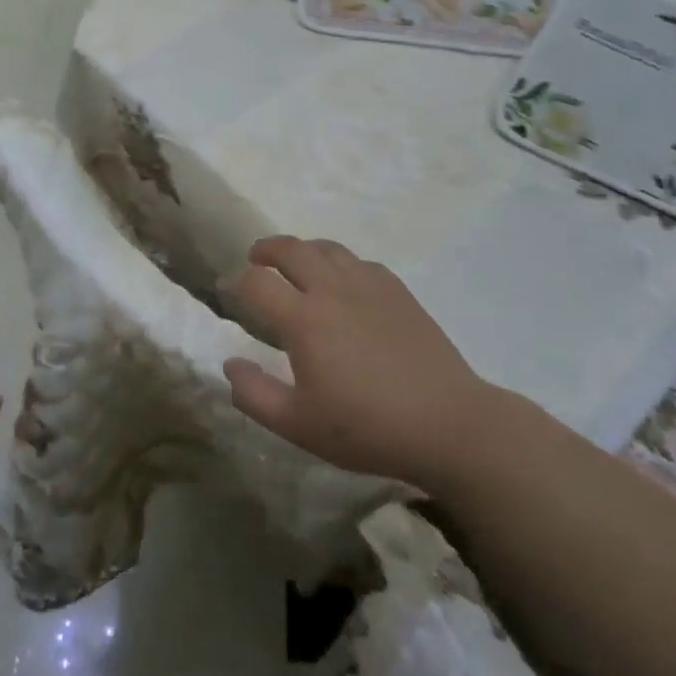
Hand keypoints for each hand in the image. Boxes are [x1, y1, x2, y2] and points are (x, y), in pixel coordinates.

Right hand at [223, 236, 488, 488]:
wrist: (448, 424)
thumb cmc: (367, 428)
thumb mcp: (298, 425)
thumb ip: (255, 395)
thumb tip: (229, 363)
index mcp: (303, 319)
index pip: (257, 281)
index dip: (235, 280)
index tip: (227, 288)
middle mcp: (332, 289)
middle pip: (290, 248)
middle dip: (265, 249)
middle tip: (256, 259)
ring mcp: (368, 285)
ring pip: (326, 248)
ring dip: (302, 250)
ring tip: (295, 264)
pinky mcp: (397, 290)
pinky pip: (358, 261)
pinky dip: (339, 263)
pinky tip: (342, 282)